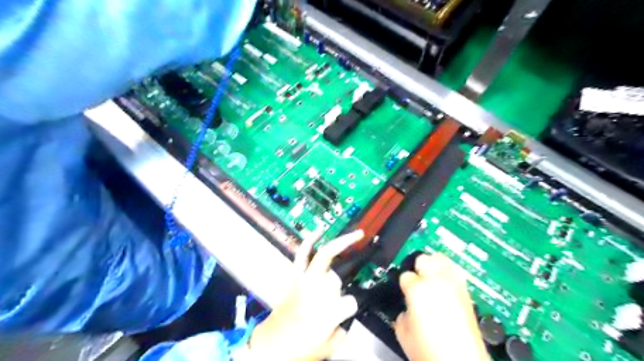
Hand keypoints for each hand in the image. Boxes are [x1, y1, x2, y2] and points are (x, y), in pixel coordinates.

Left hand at [247, 229, 360, 359]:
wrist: (271, 346)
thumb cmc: (300, 348)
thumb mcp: (331, 346)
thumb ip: (344, 326)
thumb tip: (347, 310)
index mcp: (329, 312)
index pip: (352, 301)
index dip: (351, 307)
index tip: (345, 312)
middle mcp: (317, 292)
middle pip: (337, 278)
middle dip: (339, 286)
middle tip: (333, 297)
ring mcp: (304, 280)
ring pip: (326, 259)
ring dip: (341, 246)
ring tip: (354, 235)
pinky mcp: (294, 276)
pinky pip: (302, 254)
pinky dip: (309, 241)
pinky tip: (318, 232)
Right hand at [393, 253, 487, 360]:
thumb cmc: (434, 352)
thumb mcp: (403, 333)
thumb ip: (401, 313)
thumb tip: (406, 309)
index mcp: (417, 289)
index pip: (405, 274)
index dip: (403, 284)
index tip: (405, 291)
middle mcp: (437, 281)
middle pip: (423, 258)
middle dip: (418, 267)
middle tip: (416, 279)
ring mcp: (454, 285)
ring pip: (441, 258)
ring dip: (434, 264)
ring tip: (431, 274)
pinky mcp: (467, 292)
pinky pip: (456, 270)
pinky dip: (449, 271)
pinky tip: (445, 281)